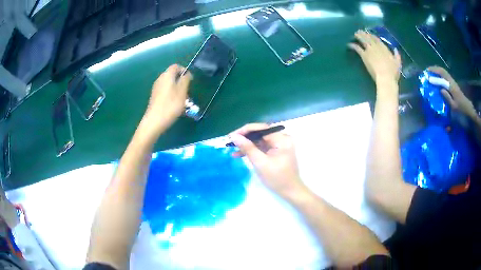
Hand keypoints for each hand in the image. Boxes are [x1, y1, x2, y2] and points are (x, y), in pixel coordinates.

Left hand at [142, 64, 191, 134]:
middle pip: (172, 75)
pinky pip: (165, 91)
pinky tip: (174, 105)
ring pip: (169, 84)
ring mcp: (156, 88)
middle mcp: (160, 79)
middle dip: (181, 81)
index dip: (184, 70)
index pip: (176, 66)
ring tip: (182, 100)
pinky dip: (171, 95)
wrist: (154, 121)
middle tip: (187, 92)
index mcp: (167, 75)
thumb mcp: (182, 92)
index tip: (190, 80)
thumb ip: (185, 80)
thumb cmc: (170, 105)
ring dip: (177, 89)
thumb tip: (186, 73)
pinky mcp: (154, 97)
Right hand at [229, 123, 306, 199]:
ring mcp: (279, 144)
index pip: (260, 128)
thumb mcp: (260, 163)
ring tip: (232, 148)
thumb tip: (234, 136)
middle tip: (229, 142)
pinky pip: (262, 146)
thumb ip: (247, 148)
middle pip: (260, 133)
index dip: (244, 131)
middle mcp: (282, 138)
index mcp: (282, 139)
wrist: (290, 191)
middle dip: (244, 138)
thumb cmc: (277, 179)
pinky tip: (239, 154)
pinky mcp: (276, 151)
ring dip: (246, 144)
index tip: (231, 136)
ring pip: (259, 140)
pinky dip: (252, 150)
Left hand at [348, 30, 401, 84]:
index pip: (377, 39)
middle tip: (359, 31)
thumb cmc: (393, 72)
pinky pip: (357, 48)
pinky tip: (349, 44)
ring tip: (355, 34)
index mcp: (384, 47)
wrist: (385, 78)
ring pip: (362, 40)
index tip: (369, 34)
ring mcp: (369, 50)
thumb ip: (397, 55)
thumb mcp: (398, 63)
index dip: (372, 35)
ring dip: (358, 36)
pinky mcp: (364, 55)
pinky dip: (353, 45)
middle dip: (364, 34)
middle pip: (368, 37)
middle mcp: (376, 46)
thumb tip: (396, 49)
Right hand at [428, 66, 477, 119]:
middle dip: (435, 69)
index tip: (427, 73)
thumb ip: (447, 97)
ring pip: (444, 73)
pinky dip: (441, 76)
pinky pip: (446, 78)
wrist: (469, 111)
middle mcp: (452, 82)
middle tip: (428, 71)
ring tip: (432, 74)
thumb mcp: (454, 106)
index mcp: (451, 85)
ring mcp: (453, 83)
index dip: (434, 72)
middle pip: (443, 71)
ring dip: (437, 72)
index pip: (442, 74)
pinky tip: (438, 80)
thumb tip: (440, 89)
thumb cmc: (461, 110)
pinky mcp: (454, 86)